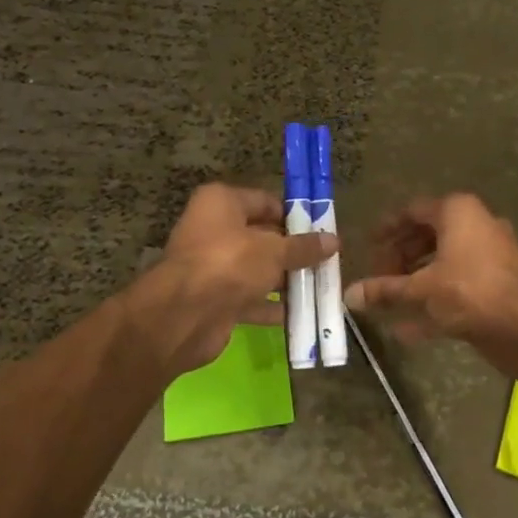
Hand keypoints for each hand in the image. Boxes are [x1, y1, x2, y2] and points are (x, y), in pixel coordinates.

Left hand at [134, 184, 335, 377]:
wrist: (183, 315)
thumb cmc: (229, 263)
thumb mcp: (274, 251)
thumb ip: (303, 247)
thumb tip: (334, 241)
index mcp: (221, 203)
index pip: (265, 202)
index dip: (294, 215)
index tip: (322, 230)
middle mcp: (213, 229)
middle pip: (262, 237)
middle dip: (293, 251)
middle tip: (326, 261)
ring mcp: (212, 266)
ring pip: (256, 269)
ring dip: (285, 280)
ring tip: (319, 287)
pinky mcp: (213, 299)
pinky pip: (249, 298)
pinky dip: (271, 306)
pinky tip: (300, 314)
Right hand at [343, 194, 517, 345]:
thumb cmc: (468, 291)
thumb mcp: (420, 289)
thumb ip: (385, 290)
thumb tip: (348, 295)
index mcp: (458, 211)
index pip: (413, 211)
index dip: (387, 228)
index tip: (368, 246)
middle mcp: (476, 225)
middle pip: (429, 236)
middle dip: (400, 257)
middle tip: (378, 276)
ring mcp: (491, 255)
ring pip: (444, 263)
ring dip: (416, 281)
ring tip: (389, 300)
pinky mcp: (498, 284)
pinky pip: (458, 286)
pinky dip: (435, 302)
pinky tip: (407, 329)